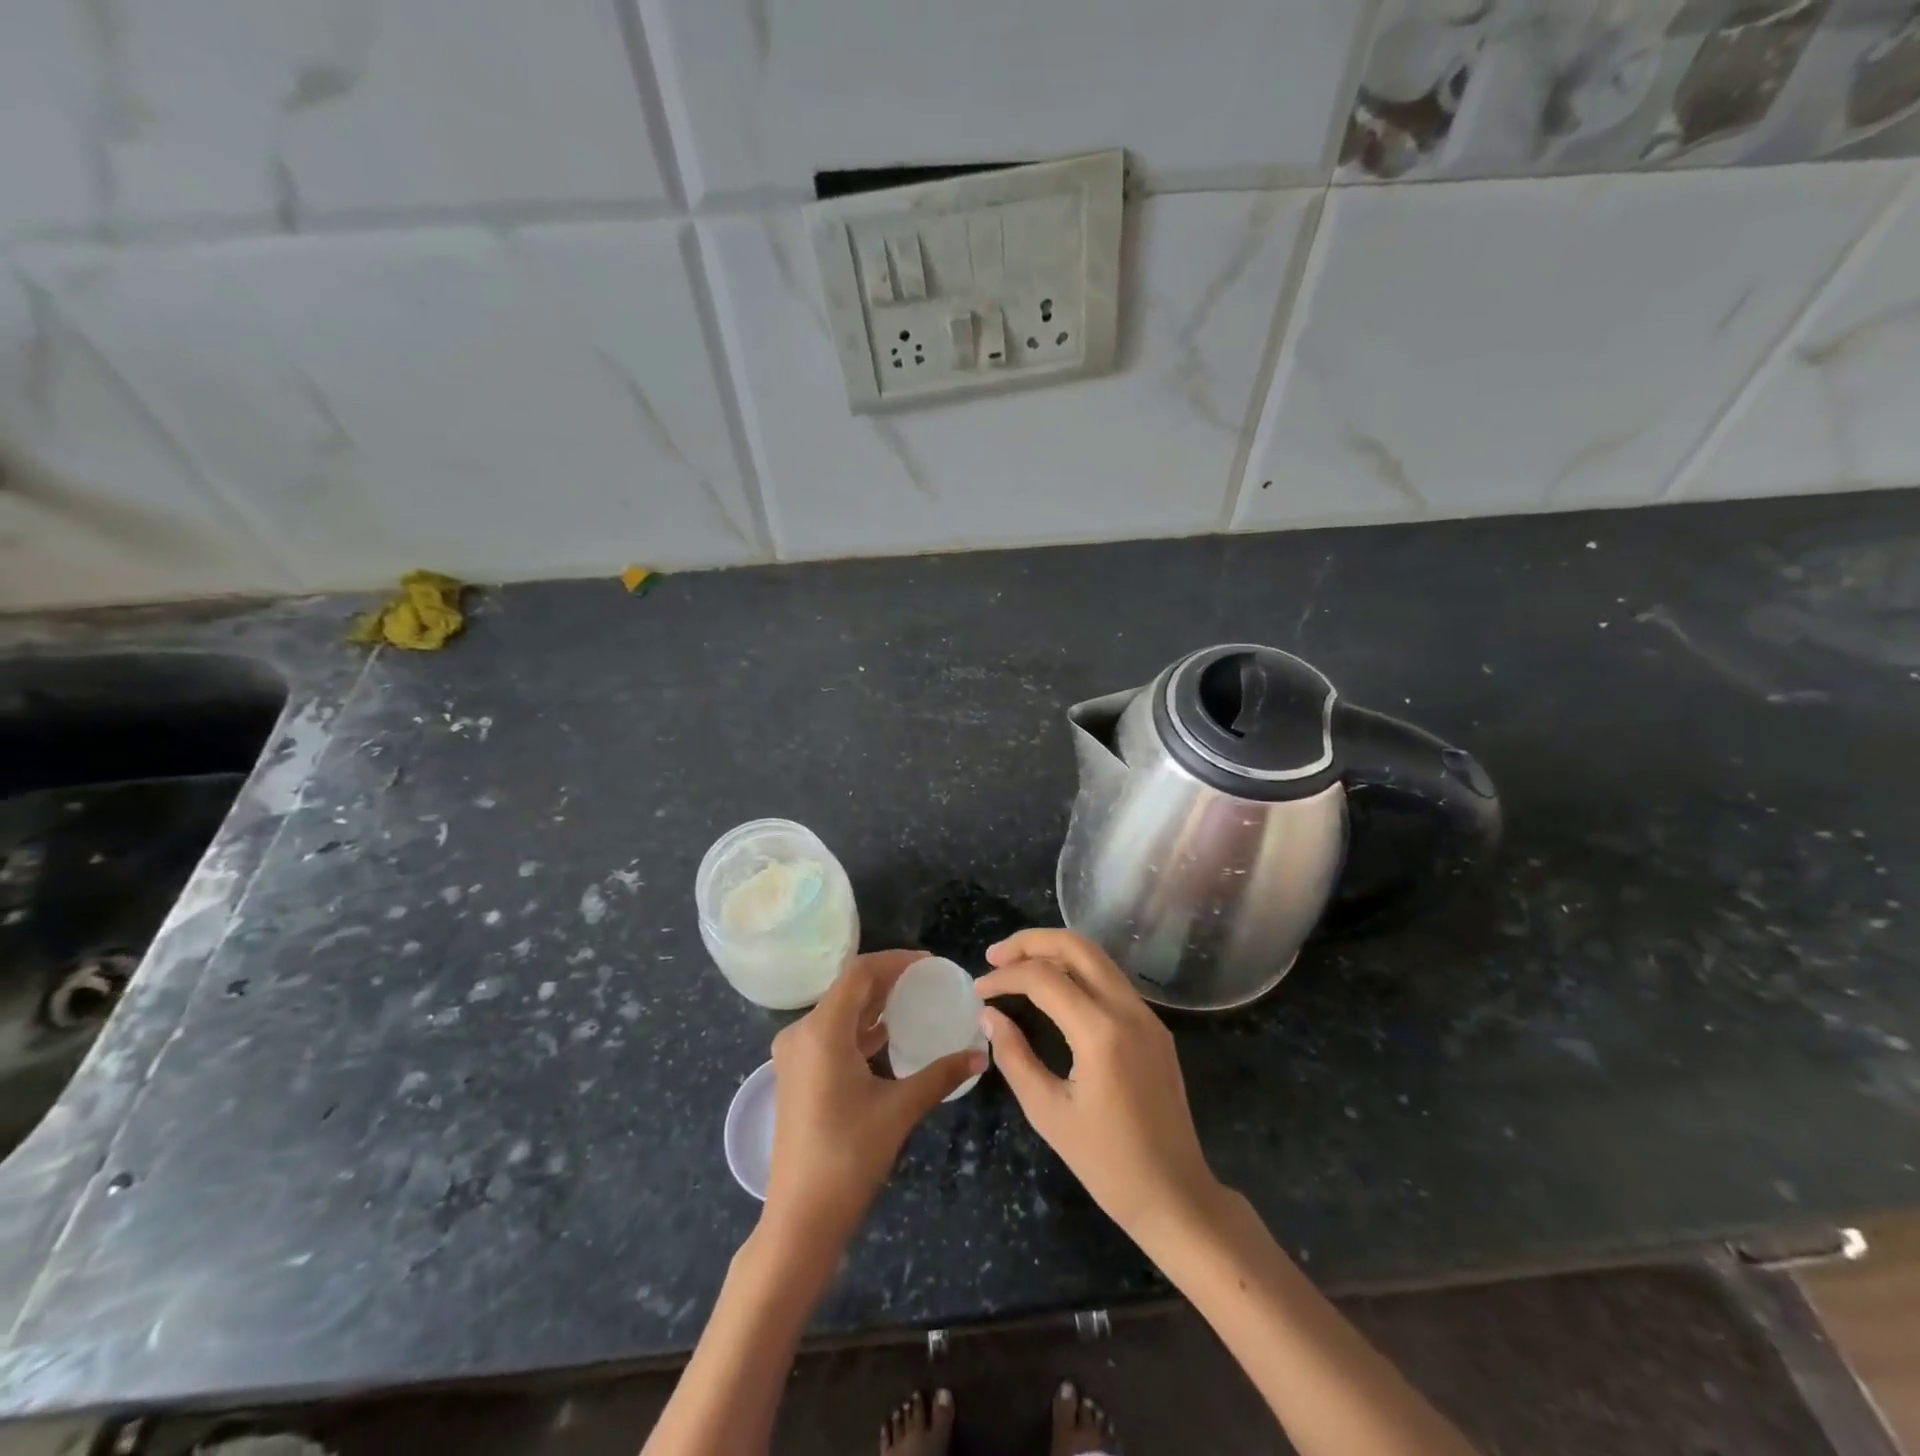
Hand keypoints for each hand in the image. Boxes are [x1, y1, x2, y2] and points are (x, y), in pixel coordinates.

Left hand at [763, 950, 986, 1252]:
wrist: (799, 1219)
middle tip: (927, 981)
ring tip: (913, 1002)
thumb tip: (981, 1055)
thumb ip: (940, 1075)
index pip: (859, 973)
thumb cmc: (848, 1157)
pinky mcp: (797, 1075)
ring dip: (873, 1004)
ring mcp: (795, 1055)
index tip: (929, 963)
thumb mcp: (899, 1110)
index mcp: (821, 1031)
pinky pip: (830, 1034)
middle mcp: (801, 1033)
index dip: (895, 961)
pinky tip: (888, 1036)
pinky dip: (859, 1028)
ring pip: (838, 1012)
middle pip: (847, 989)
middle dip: (887, 980)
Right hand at [977, 929, 1222, 1246]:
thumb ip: (1014, 1056)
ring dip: (1054, 952)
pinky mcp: (1154, 1027)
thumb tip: (989, 1015)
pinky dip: (1077, 971)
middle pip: (1076, 946)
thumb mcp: (1048, 1113)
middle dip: (1031, 942)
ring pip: (1097, 958)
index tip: (978, 990)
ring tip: (1016, 965)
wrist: (1175, 1195)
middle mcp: (1128, 1010)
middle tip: (995, 956)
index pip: (1044, 978)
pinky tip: (1053, 988)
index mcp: (1101, 1032)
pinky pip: (1111, 981)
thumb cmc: (1107, 1164)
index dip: (1005, 977)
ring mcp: (1146, 1016)